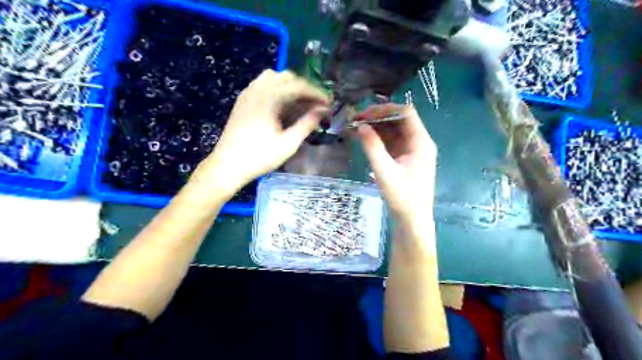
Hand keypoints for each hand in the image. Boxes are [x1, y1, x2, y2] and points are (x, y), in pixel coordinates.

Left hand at [191, 71, 327, 192]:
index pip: (299, 86)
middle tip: (316, 104)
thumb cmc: (259, 157)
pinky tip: (282, 104)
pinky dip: (276, 88)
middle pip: (286, 76)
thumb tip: (322, 111)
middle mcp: (257, 89)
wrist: (228, 165)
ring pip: (273, 77)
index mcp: (269, 98)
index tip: (328, 104)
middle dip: (304, 87)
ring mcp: (248, 93)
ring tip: (300, 102)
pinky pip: (262, 84)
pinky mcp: (242, 100)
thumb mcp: (288, 144)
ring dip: (289, 85)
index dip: (316, 93)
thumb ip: (306, 124)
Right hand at [354, 104, 439, 230]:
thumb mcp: (384, 170)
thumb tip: (360, 125)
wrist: (412, 220)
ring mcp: (411, 151)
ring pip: (393, 131)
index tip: (365, 113)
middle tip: (356, 120)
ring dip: (376, 128)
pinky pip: (391, 143)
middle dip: (378, 117)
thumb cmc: (402, 196)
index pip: (405, 113)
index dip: (385, 109)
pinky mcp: (404, 159)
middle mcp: (418, 142)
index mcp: (420, 141)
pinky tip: (363, 138)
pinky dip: (378, 139)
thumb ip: (372, 146)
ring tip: (356, 128)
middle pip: (398, 120)